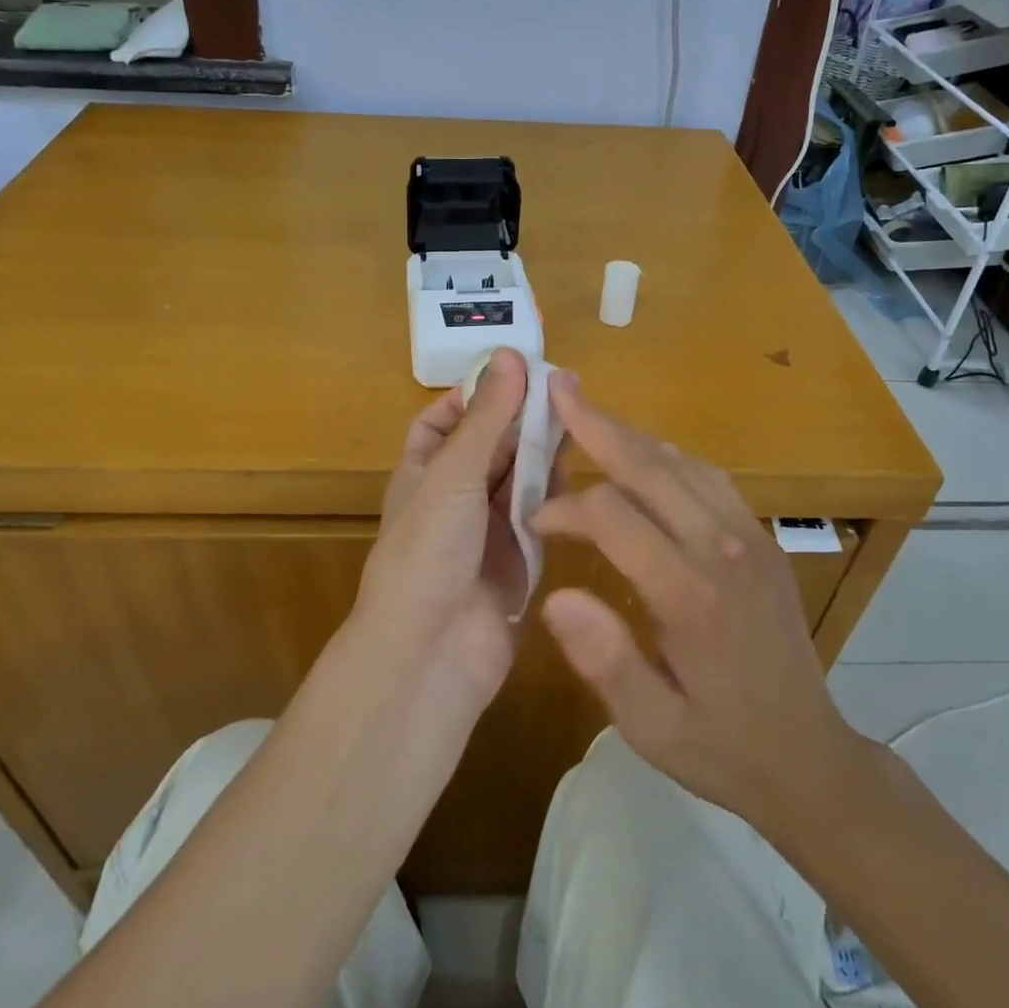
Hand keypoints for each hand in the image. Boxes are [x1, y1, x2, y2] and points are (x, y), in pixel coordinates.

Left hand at [356, 349, 552, 715]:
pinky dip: (557, 495)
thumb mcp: (454, 472)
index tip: (518, 373)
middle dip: (524, 418)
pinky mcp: (520, 560)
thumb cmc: (428, 549)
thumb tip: (509, 355)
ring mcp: (488, 530)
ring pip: (520, 478)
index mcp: (424, 471)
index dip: (475, 395)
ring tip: (584, 422)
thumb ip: (486, 416)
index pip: (444, 421)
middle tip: (572, 389)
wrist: (430, 653)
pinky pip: (541, 516)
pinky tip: (582, 474)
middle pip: (492, 445)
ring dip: (544, 452)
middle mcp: (454, 497)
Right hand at [531, 375, 860, 836]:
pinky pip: (709, 477)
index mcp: (691, 595)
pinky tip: (643, 455)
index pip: (613, 516)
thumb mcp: (652, 728)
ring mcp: (750, 537)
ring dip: (630, 436)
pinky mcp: (762, 539)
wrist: (810, 758)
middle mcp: (725, 549)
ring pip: (681, 464)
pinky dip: (666, 456)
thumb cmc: (722, 746)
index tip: (536, 522)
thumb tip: (554, 596)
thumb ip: (605, 660)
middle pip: (651, 467)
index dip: (565, 508)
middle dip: (596, 426)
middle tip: (555, 390)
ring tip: (587, 412)